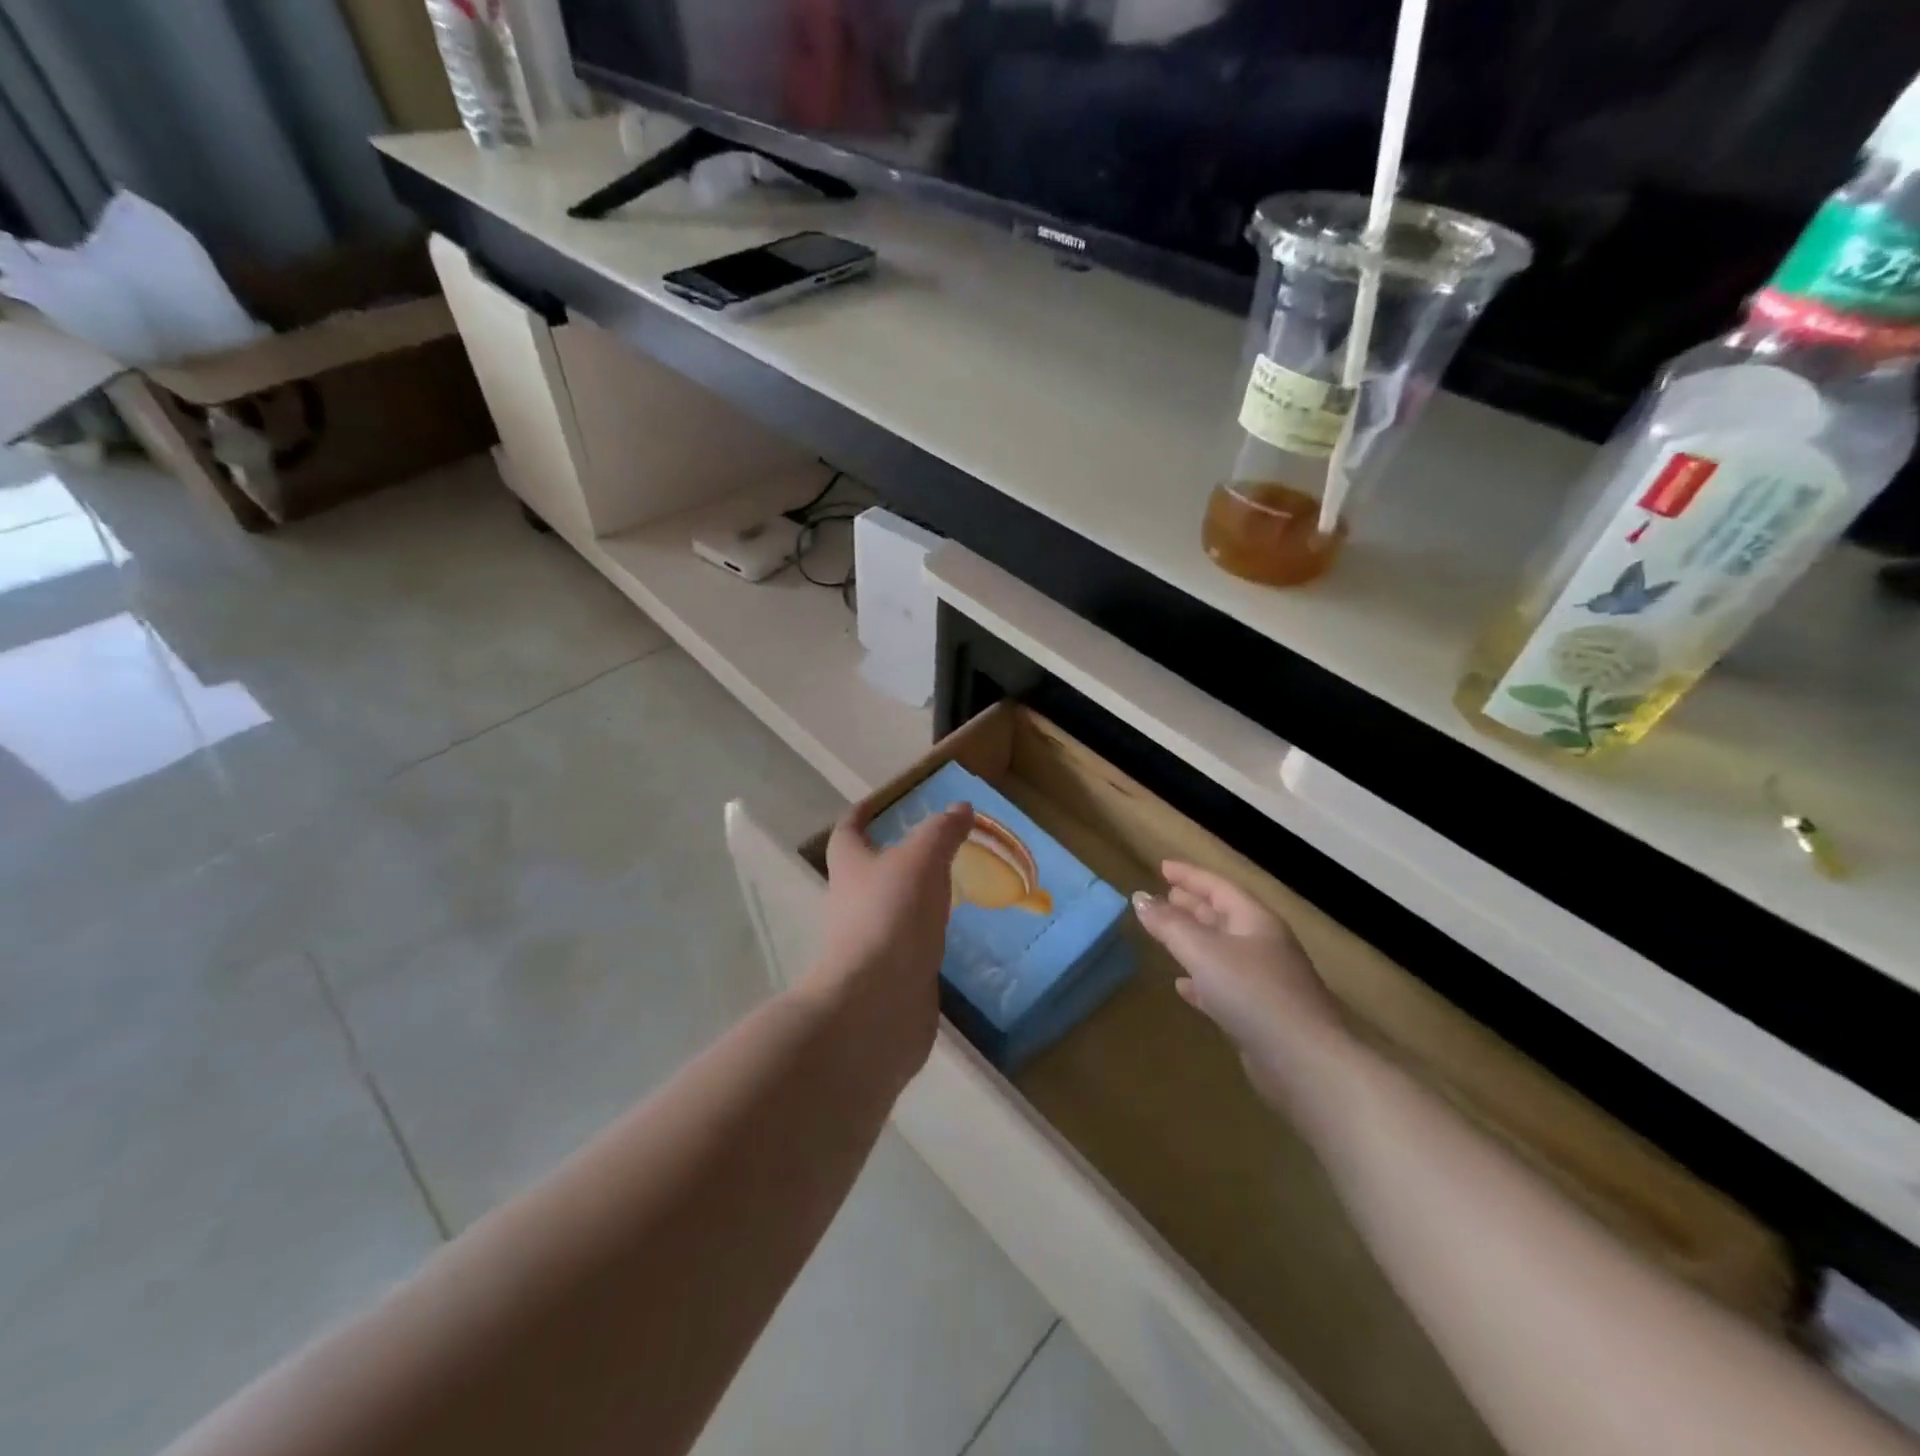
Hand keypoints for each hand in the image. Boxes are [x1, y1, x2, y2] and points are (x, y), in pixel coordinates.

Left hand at [804, 801, 973, 1089]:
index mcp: (850, 867)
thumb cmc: (891, 916)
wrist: (876, 1004)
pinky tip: (950, 935)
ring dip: (912, 898)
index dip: (861, 814)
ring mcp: (868, 942)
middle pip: (866, 872)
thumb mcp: (922, 860)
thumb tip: (960, 807)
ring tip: (948, 888)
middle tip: (930, 846)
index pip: (848, 831)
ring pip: (889, 910)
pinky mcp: (887, 976)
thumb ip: (942, 832)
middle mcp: (851, 902)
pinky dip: (925, 936)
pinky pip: (907, 946)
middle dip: (892, 858)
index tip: (878, 803)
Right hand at [1132, 860, 1348, 1106]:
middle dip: (1194, 904)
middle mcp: (1264, 946)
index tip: (1162, 867)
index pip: (1219, 887)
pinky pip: (1224, 986)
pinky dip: (1201, 980)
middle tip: (1166, 895)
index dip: (1190, 875)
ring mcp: (1266, 982)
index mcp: (1256, 921)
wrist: (1304, 1063)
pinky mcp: (1261, 1016)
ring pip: (1223, 951)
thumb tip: (1140, 899)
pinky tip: (1183, 986)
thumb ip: (1169, 925)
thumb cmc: (1253, 994)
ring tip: (1168, 933)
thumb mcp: (1203, 951)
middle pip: (1224, 916)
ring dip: (1196, 940)